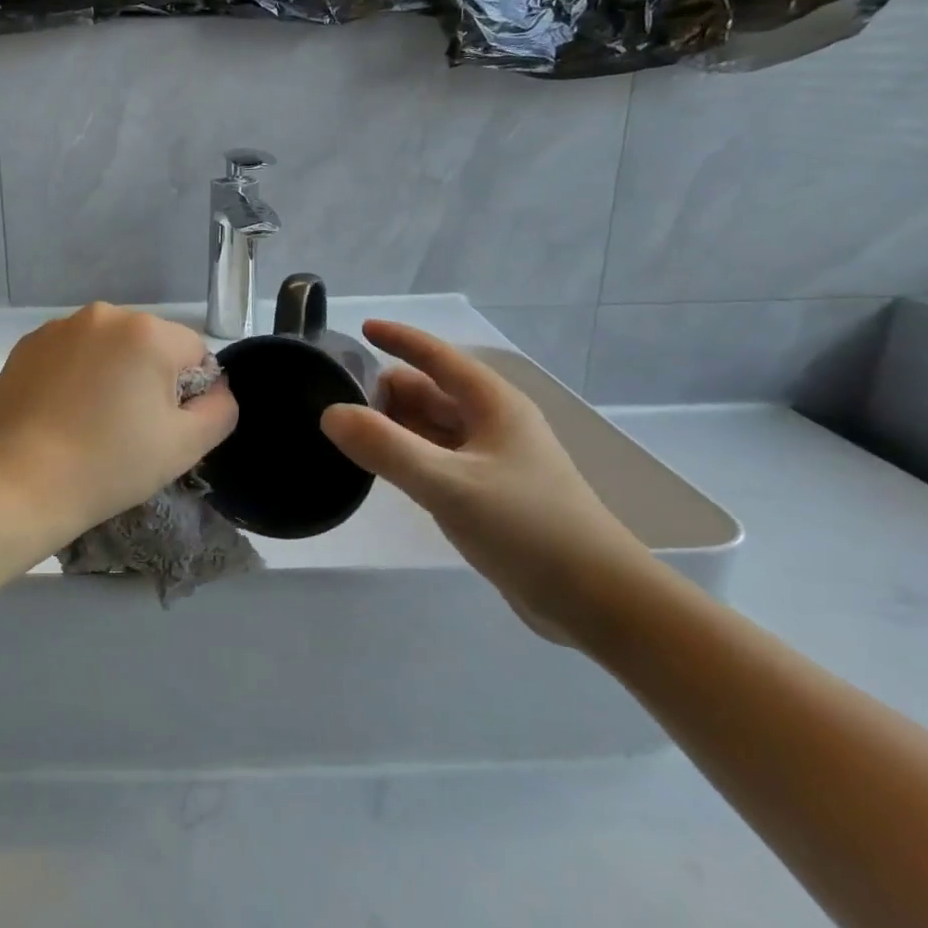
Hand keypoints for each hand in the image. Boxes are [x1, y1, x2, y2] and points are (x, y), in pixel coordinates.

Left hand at [0, 304, 238, 549]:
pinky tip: (61, 413)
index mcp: (147, 331)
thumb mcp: (186, 446)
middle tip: (127, 429)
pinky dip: (75, 375)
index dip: (188, 393)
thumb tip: (216, 387)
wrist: (18, 482)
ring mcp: (60, 327)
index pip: (194, 352)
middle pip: (150, 344)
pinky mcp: (27, 345)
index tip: (162, 428)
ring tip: (90, 422)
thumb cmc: (109, 464)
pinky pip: (71, 353)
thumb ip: (221, 408)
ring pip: (108, 347)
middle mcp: (104, 315)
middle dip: (148, 378)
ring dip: (111, 374)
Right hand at [319, 321, 657, 645]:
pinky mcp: (488, 493)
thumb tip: (331, 413)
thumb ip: (387, 448)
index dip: (399, 338)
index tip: (360, 327)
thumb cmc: (527, 528)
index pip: (437, 356)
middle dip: (386, 392)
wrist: (596, 600)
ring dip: (394, 426)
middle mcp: (492, 423)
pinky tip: (381, 469)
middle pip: (430, 392)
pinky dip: (407, 456)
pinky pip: (437, 459)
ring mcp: (492, 459)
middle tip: (332, 402)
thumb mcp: (449, 485)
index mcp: (492, 404)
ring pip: (432, 427)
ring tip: (345, 434)